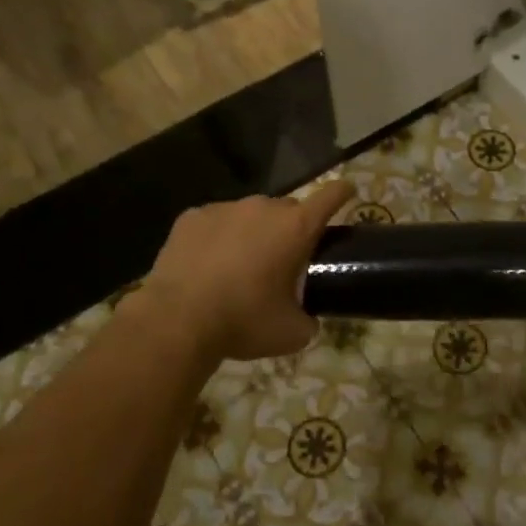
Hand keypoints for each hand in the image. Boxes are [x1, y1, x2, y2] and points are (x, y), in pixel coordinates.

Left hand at [141, 179, 356, 361]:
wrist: (176, 321)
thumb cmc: (244, 321)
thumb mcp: (292, 333)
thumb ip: (309, 319)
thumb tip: (308, 319)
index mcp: (296, 228)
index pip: (331, 196)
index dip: (343, 192)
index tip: (349, 192)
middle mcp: (263, 208)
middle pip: (288, 209)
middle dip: (291, 229)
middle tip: (283, 260)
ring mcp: (224, 208)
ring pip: (250, 214)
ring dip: (253, 232)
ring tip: (240, 266)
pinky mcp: (191, 217)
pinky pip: (216, 221)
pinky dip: (219, 237)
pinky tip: (208, 265)